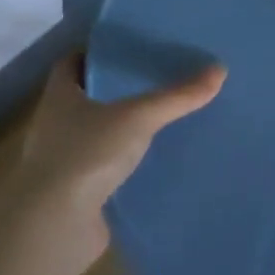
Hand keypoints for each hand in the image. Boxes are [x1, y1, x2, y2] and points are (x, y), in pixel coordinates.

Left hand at [12, 51, 225, 264]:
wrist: (55, 226)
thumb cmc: (86, 154)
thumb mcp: (138, 117)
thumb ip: (177, 96)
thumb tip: (219, 70)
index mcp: (60, 97)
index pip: (71, 63)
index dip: (95, 53)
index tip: (128, 48)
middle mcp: (56, 126)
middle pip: (87, 98)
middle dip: (117, 90)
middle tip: (157, 79)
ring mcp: (65, 162)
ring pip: (98, 135)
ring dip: (124, 129)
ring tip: (165, 118)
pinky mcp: (78, 194)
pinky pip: (107, 169)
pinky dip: (128, 164)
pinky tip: (158, 161)